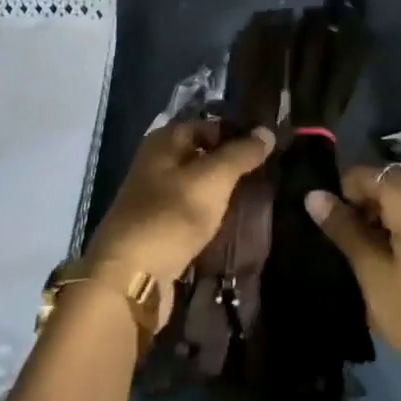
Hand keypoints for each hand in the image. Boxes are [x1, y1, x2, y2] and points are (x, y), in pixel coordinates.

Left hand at [81, 120, 275, 300]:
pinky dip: (212, 214)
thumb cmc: (171, 215)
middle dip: (234, 164)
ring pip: (199, 184)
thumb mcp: (213, 178)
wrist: (130, 275)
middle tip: (270, 175)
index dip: (239, 133)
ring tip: (258, 199)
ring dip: (224, 192)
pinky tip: (233, 222)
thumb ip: (240, 154)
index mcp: (164, 141)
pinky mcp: (160, 226)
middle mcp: (157, 162)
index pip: (210, 125)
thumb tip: (266, 131)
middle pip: (204, 155)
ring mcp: (156, 196)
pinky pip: (192, 210)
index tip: (270, 148)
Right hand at [305, 166, 400, 387]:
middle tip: (350, 251)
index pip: (366, 175)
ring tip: (375, 265)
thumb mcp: (373, 274)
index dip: (343, 195)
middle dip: (366, 210)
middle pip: (392, 188)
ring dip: (389, 225)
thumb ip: (344, 230)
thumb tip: (314, 195)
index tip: (332, 229)